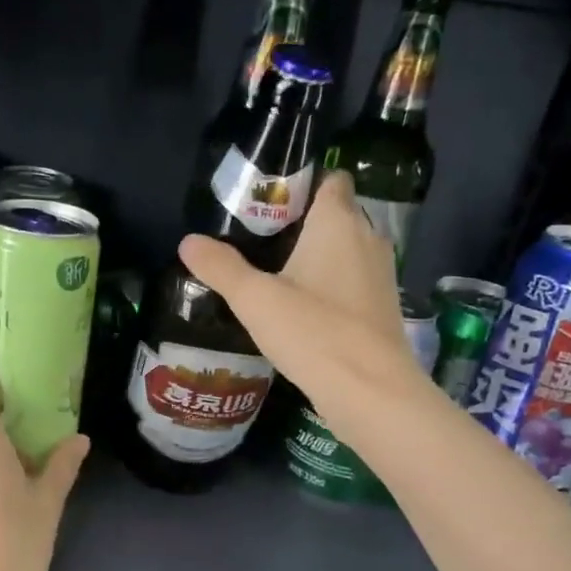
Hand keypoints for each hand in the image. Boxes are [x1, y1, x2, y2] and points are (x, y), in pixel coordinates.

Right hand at [179, 172, 430, 444]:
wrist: (370, 390)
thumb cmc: (314, 332)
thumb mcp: (255, 300)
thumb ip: (221, 267)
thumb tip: (188, 241)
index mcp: (338, 222)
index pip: (331, 179)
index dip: (303, 183)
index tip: (269, 201)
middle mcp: (367, 238)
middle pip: (336, 213)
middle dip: (303, 221)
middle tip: (259, 238)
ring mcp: (379, 274)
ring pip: (345, 249)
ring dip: (317, 255)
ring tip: (275, 272)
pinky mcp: (381, 306)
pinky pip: (352, 280)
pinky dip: (330, 284)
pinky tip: (301, 307)